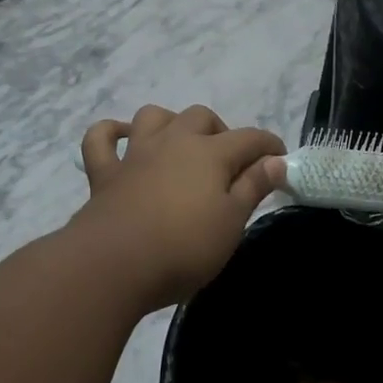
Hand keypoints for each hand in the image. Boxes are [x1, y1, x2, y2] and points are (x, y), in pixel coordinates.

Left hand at [73, 105, 283, 308]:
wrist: (113, 265)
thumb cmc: (184, 247)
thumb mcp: (232, 223)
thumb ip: (253, 188)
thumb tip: (275, 161)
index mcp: (210, 154)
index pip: (250, 138)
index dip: (269, 147)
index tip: (281, 163)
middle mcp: (173, 142)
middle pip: (201, 117)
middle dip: (221, 132)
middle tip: (230, 163)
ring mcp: (135, 155)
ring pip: (154, 117)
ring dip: (171, 123)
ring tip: (181, 145)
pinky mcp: (104, 174)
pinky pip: (101, 139)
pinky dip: (112, 133)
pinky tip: (123, 139)